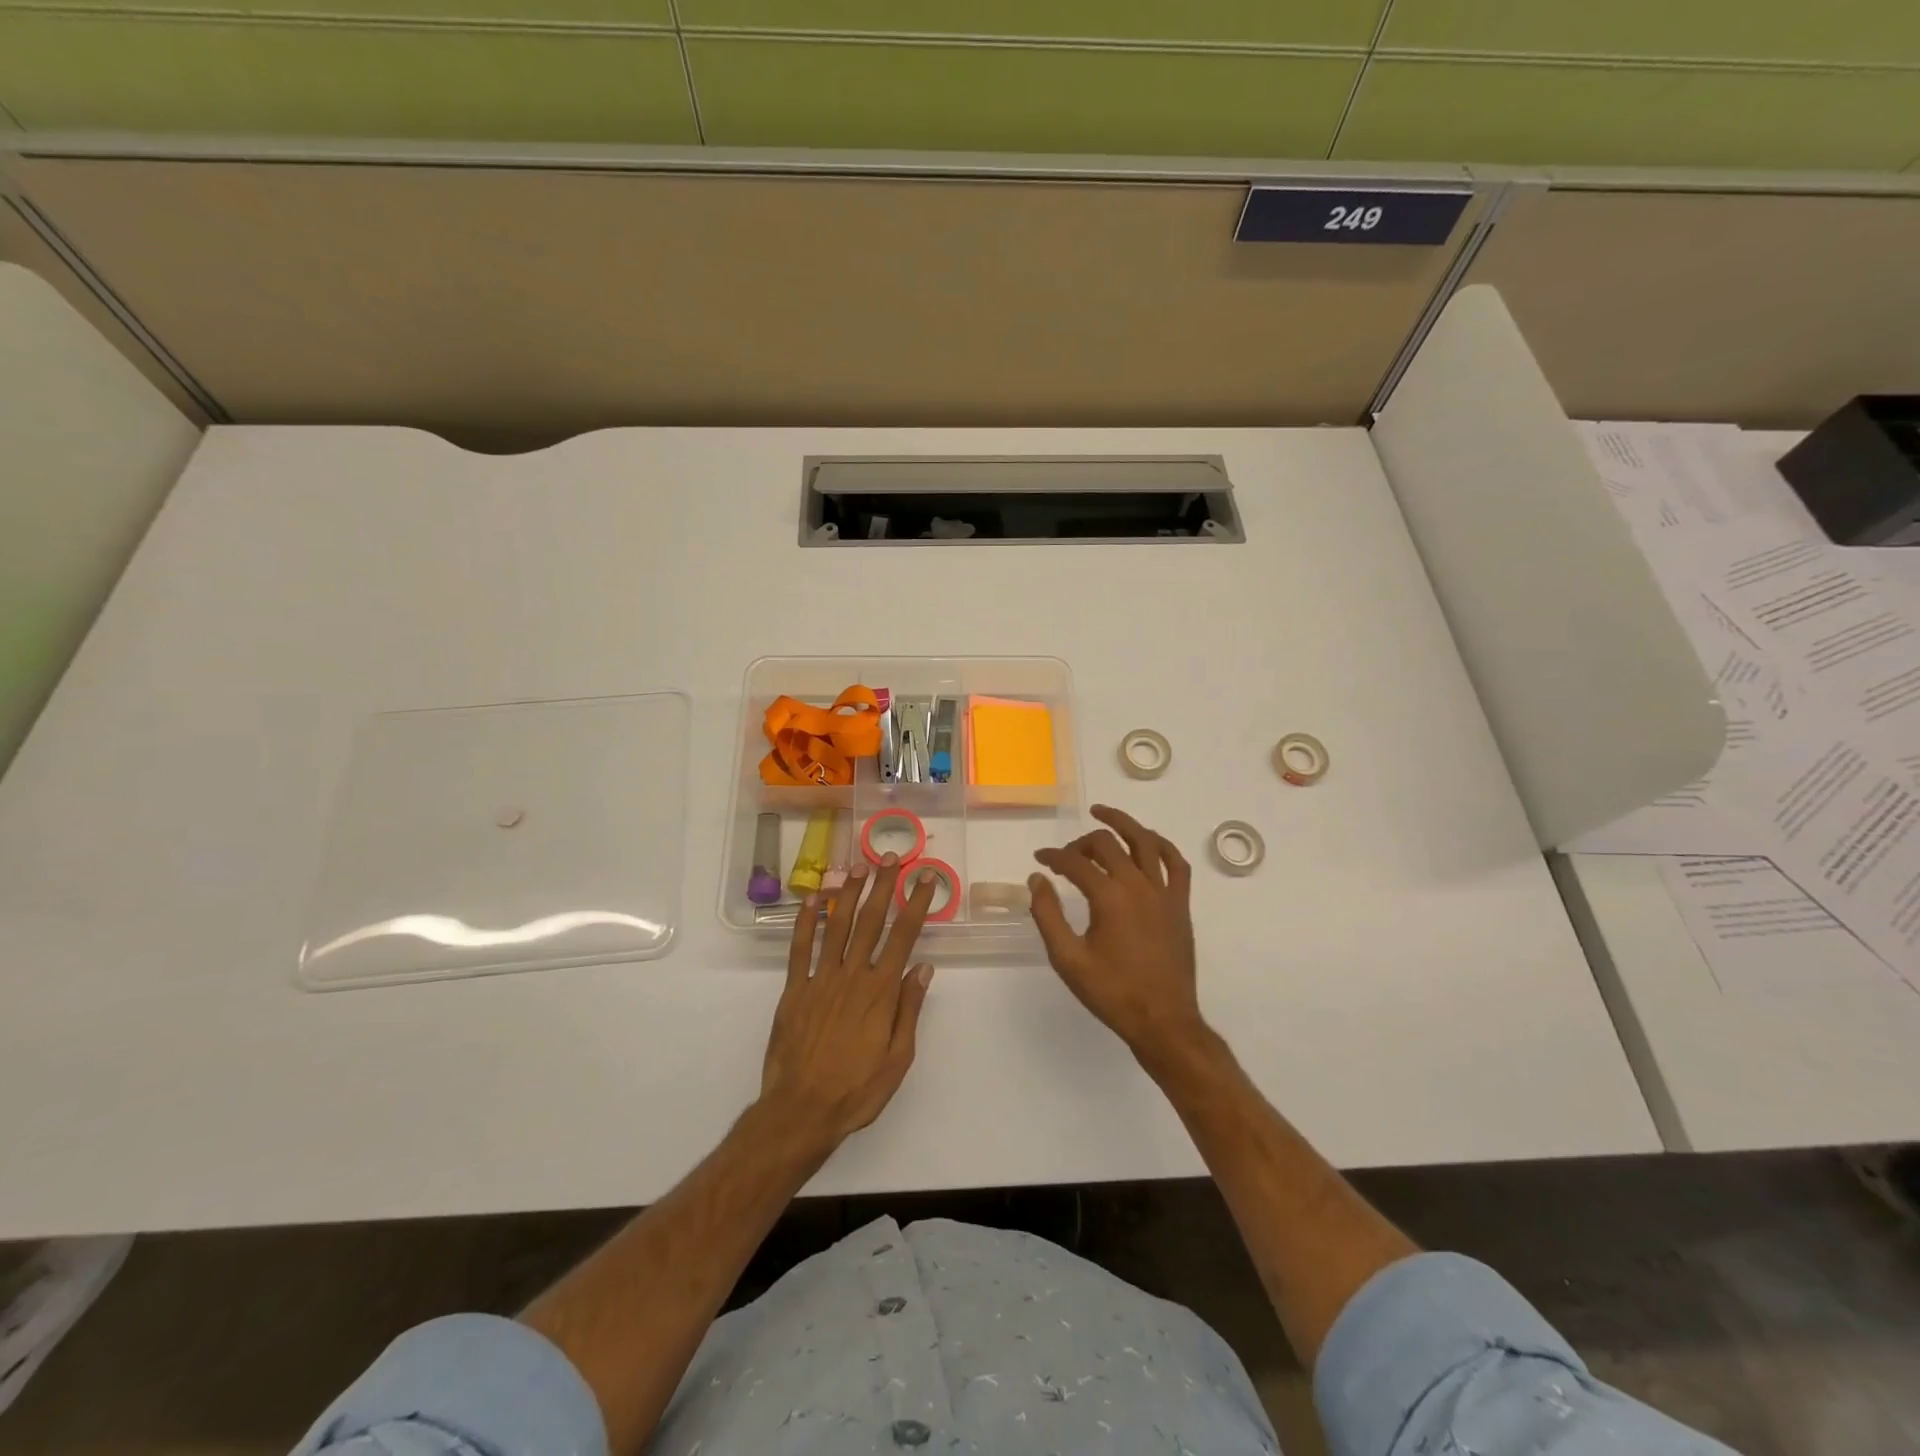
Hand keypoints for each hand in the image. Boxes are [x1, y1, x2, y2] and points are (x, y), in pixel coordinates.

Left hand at [760, 856, 936, 1152]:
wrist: (801, 1110)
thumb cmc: (857, 1089)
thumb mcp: (898, 1058)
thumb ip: (909, 1009)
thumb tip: (923, 967)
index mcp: (880, 991)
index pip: (903, 937)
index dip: (916, 904)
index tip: (926, 879)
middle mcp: (851, 975)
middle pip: (871, 921)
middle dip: (883, 886)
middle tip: (891, 857)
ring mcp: (820, 979)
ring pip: (837, 926)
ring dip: (848, 894)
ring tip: (858, 867)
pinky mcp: (794, 989)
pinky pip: (800, 949)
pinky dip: (806, 922)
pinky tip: (812, 900)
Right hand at [1029, 804, 1205, 1063]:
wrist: (1162, 1020)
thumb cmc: (1112, 992)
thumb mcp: (1068, 959)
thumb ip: (1048, 915)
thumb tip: (1036, 879)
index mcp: (1109, 897)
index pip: (1075, 862)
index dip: (1053, 857)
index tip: (1039, 860)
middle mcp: (1139, 885)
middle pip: (1107, 844)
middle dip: (1081, 843)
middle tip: (1066, 855)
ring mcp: (1165, 892)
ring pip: (1145, 841)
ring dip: (1122, 823)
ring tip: (1102, 813)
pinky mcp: (1181, 904)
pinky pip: (1176, 863)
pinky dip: (1160, 845)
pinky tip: (1148, 841)